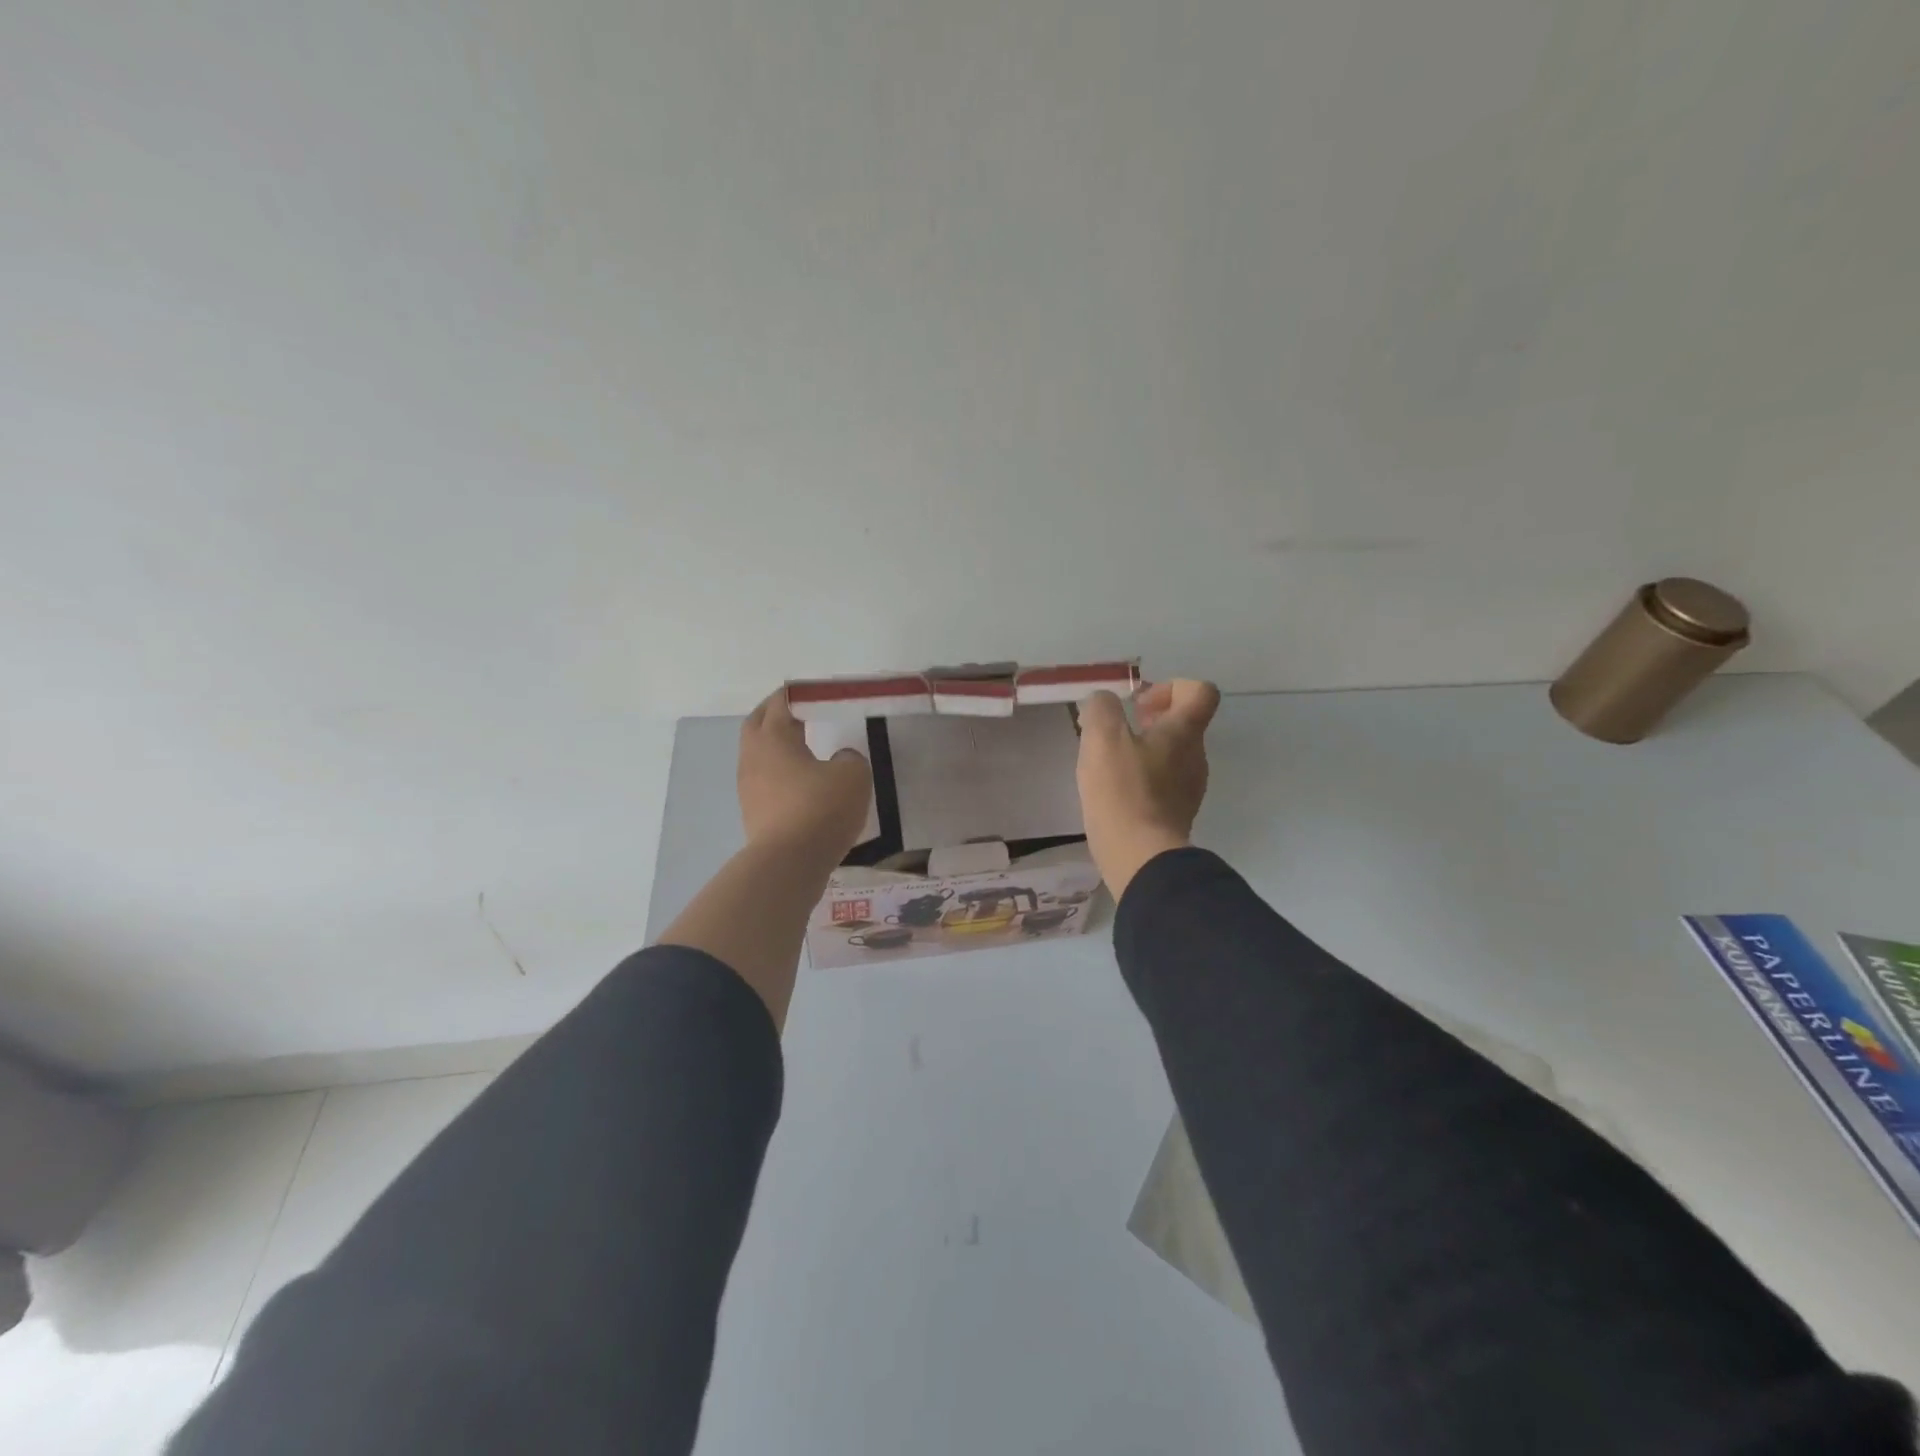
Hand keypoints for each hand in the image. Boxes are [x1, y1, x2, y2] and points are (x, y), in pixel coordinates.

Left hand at [738, 690, 873, 860]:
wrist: (789, 863)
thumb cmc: (821, 809)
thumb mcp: (853, 775)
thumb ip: (850, 758)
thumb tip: (839, 759)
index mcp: (775, 736)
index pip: (782, 702)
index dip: (799, 693)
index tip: (817, 692)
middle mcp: (754, 756)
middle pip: (759, 722)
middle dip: (776, 712)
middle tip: (800, 710)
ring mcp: (748, 785)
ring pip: (757, 752)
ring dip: (774, 744)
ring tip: (801, 745)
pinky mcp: (752, 811)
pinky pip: (763, 779)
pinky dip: (777, 771)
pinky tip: (799, 780)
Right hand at [1076, 679, 1221, 899]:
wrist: (1140, 856)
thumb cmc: (1122, 791)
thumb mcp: (1101, 738)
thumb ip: (1101, 708)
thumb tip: (1104, 701)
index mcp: (1184, 732)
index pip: (1200, 692)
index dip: (1171, 687)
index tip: (1139, 704)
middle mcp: (1196, 756)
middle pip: (1183, 724)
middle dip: (1149, 720)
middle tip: (1116, 733)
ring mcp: (1190, 787)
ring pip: (1171, 754)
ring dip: (1143, 749)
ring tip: (1108, 763)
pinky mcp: (1177, 813)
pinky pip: (1163, 782)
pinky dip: (1142, 777)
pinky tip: (1115, 791)